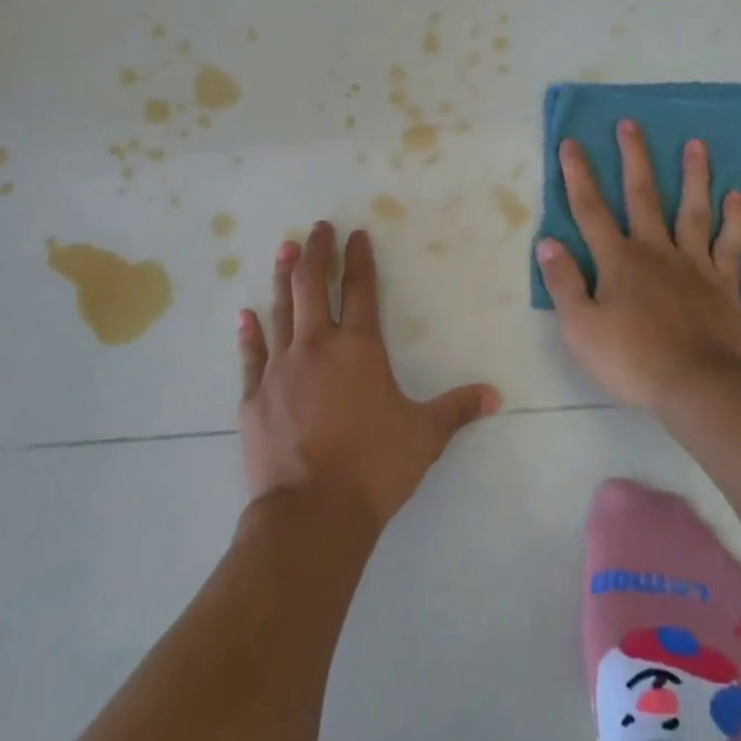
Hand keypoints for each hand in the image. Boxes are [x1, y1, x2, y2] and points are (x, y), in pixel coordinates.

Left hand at [237, 222, 499, 531]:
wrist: (312, 514)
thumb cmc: (374, 467)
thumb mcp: (424, 436)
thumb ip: (457, 410)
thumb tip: (495, 395)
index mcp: (359, 348)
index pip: (360, 288)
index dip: (358, 257)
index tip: (355, 233)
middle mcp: (317, 346)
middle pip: (313, 285)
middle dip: (316, 252)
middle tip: (317, 227)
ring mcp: (281, 368)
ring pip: (281, 309)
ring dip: (283, 277)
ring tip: (284, 248)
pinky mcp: (254, 396)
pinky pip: (251, 354)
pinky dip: (249, 332)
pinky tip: (245, 314)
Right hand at [533, 120, 740, 410]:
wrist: (700, 387)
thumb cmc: (633, 360)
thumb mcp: (580, 328)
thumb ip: (563, 283)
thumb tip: (547, 243)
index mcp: (617, 260)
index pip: (590, 210)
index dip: (578, 175)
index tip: (571, 143)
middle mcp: (655, 250)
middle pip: (642, 195)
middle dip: (634, 158)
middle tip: (631, 124)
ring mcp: (693, 264)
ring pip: (692, 209)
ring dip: (693, 175)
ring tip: (695, 144)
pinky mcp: (723, 283)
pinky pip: (729, 243)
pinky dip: (735, 218)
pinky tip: (736, 195)